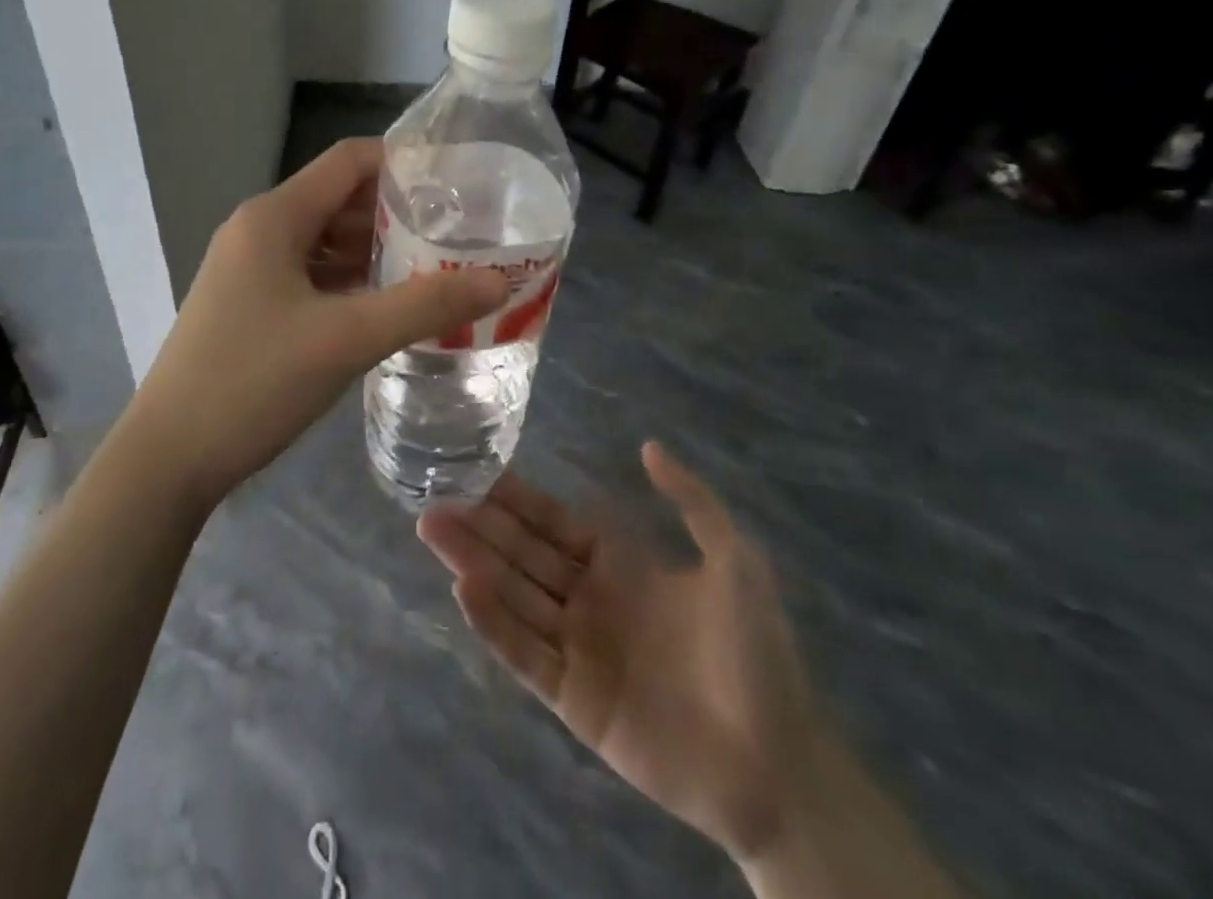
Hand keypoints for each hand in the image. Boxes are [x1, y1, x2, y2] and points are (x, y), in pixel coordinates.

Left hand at [127, 138, 509, 507]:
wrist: (168, 457)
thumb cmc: (252, 382)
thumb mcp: (346, 339)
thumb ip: (425, 306)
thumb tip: (499, 280)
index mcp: (274, 217)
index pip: (349, 161)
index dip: (404, 162)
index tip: (458, 182)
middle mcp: (258, 230)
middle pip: (339, 200)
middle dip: (398, 212)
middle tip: (460, 231)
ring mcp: (249, 269)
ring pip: (325, 241)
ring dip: (376, 251)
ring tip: (437, 267)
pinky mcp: (249, 304)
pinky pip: (310, 275)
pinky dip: (350, 281)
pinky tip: (388, 305)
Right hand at [418, 443, 828, 857]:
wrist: (781, 766)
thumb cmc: (757, 653)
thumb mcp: (735, 560)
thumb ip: (691, 501)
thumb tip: (648, 445)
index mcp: (617, 563)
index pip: (550, 521)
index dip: (512, 498)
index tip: (471, 471)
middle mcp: (587, 598)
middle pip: (520, 553)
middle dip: (478, 526)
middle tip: (431, 499)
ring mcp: (577, 648)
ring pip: (513, 595)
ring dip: (473, 563)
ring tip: (432, 530)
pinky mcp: (573, 699)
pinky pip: (526, 653)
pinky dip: (494, 622)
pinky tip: (465, 589)